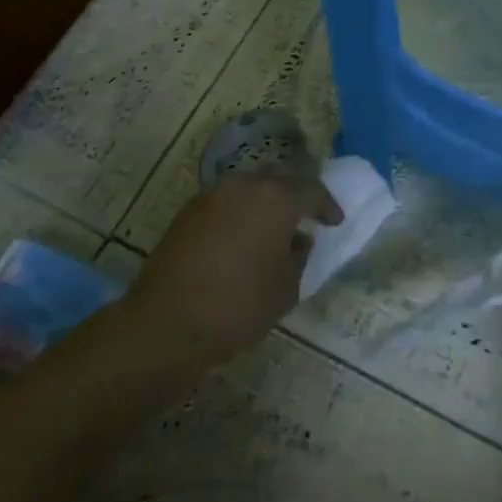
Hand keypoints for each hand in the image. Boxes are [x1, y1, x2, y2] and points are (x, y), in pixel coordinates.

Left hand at [125, 173, 341, 364]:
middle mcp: (244, 186)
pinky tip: (242, 238)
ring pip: (248, 188)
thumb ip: (299, 257)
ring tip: (272, 228)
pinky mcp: (188, 211)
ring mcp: (212, 195)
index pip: (310, 190)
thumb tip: (298, 240)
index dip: (326, 205)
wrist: (167, 322)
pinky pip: (225, 202)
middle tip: (305, 216)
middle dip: (294, 195)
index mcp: (275, 199)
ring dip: (264, 202)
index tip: (334, 221)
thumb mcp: (286, 288)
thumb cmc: (239, 305)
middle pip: (277, 179)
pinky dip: (239, 212)